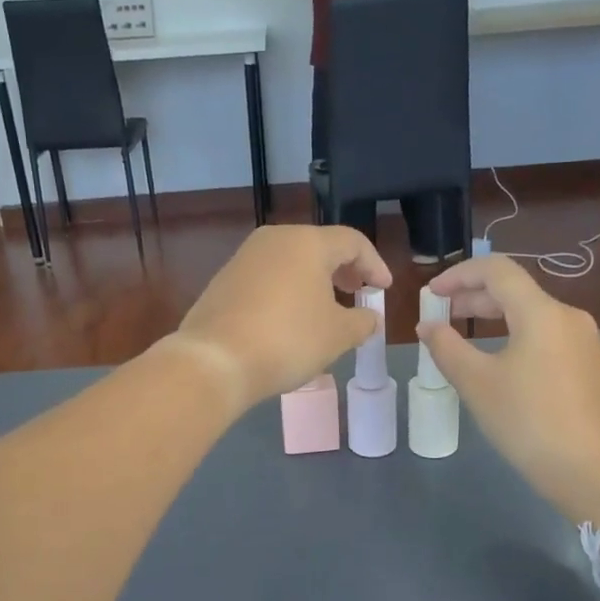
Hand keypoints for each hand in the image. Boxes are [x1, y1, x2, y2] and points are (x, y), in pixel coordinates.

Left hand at [175, 226, 391, 407]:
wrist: (216, 360)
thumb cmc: (288, 340)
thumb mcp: (338, 335)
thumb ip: (362, 322)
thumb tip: (369, 318)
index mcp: (307, 242)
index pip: (352, 242)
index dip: (374, 265)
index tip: (383, 290)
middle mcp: (274, 240)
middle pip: (319, 247)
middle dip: (343, 270)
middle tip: (357, 293)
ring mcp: (244, 258)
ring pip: (290, 262)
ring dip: (314, 281)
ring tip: (326, 309)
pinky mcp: (223, 280)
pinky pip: (267, 278)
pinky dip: (287, 291)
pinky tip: (290, 319)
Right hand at [420, 257, 599, 520]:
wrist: (590, 472)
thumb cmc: (527, 422)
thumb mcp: (477, 383)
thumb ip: (446, 348)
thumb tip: (428, 327)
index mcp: (542, 313)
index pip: (497, 271)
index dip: (459, 275)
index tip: (432, 294)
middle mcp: (568, 317)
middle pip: (515, 291)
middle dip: (473, 297)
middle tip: (441, 315)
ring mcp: (585, 342)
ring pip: (532, 315)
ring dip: (494, 317)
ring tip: (463, 336)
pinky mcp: (591, 366)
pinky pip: (547, 336)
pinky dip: (516, 336)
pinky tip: (499, 362)